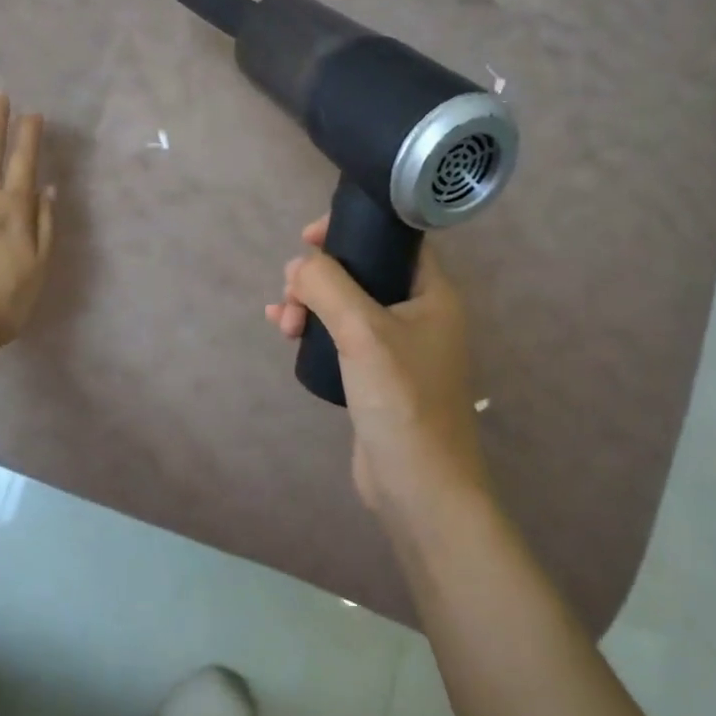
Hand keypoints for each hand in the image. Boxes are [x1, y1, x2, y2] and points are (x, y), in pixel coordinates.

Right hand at [265, 218, 492, 526]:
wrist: (418, 486)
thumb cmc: (402, 401)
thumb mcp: (363, 332)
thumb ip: (328, 286)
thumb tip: (299, 266)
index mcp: (432, 294)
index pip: (394, 239)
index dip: (352, 228)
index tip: (309, 238)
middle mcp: (419, 314)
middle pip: (363, 270)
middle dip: (319, 275)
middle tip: (290, 293)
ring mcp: (398, 347)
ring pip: (346, 304)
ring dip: (311, 303)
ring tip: (283, 323)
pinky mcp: (377, 376)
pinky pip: (341, 336)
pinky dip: (313, 328)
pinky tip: (284, 332)